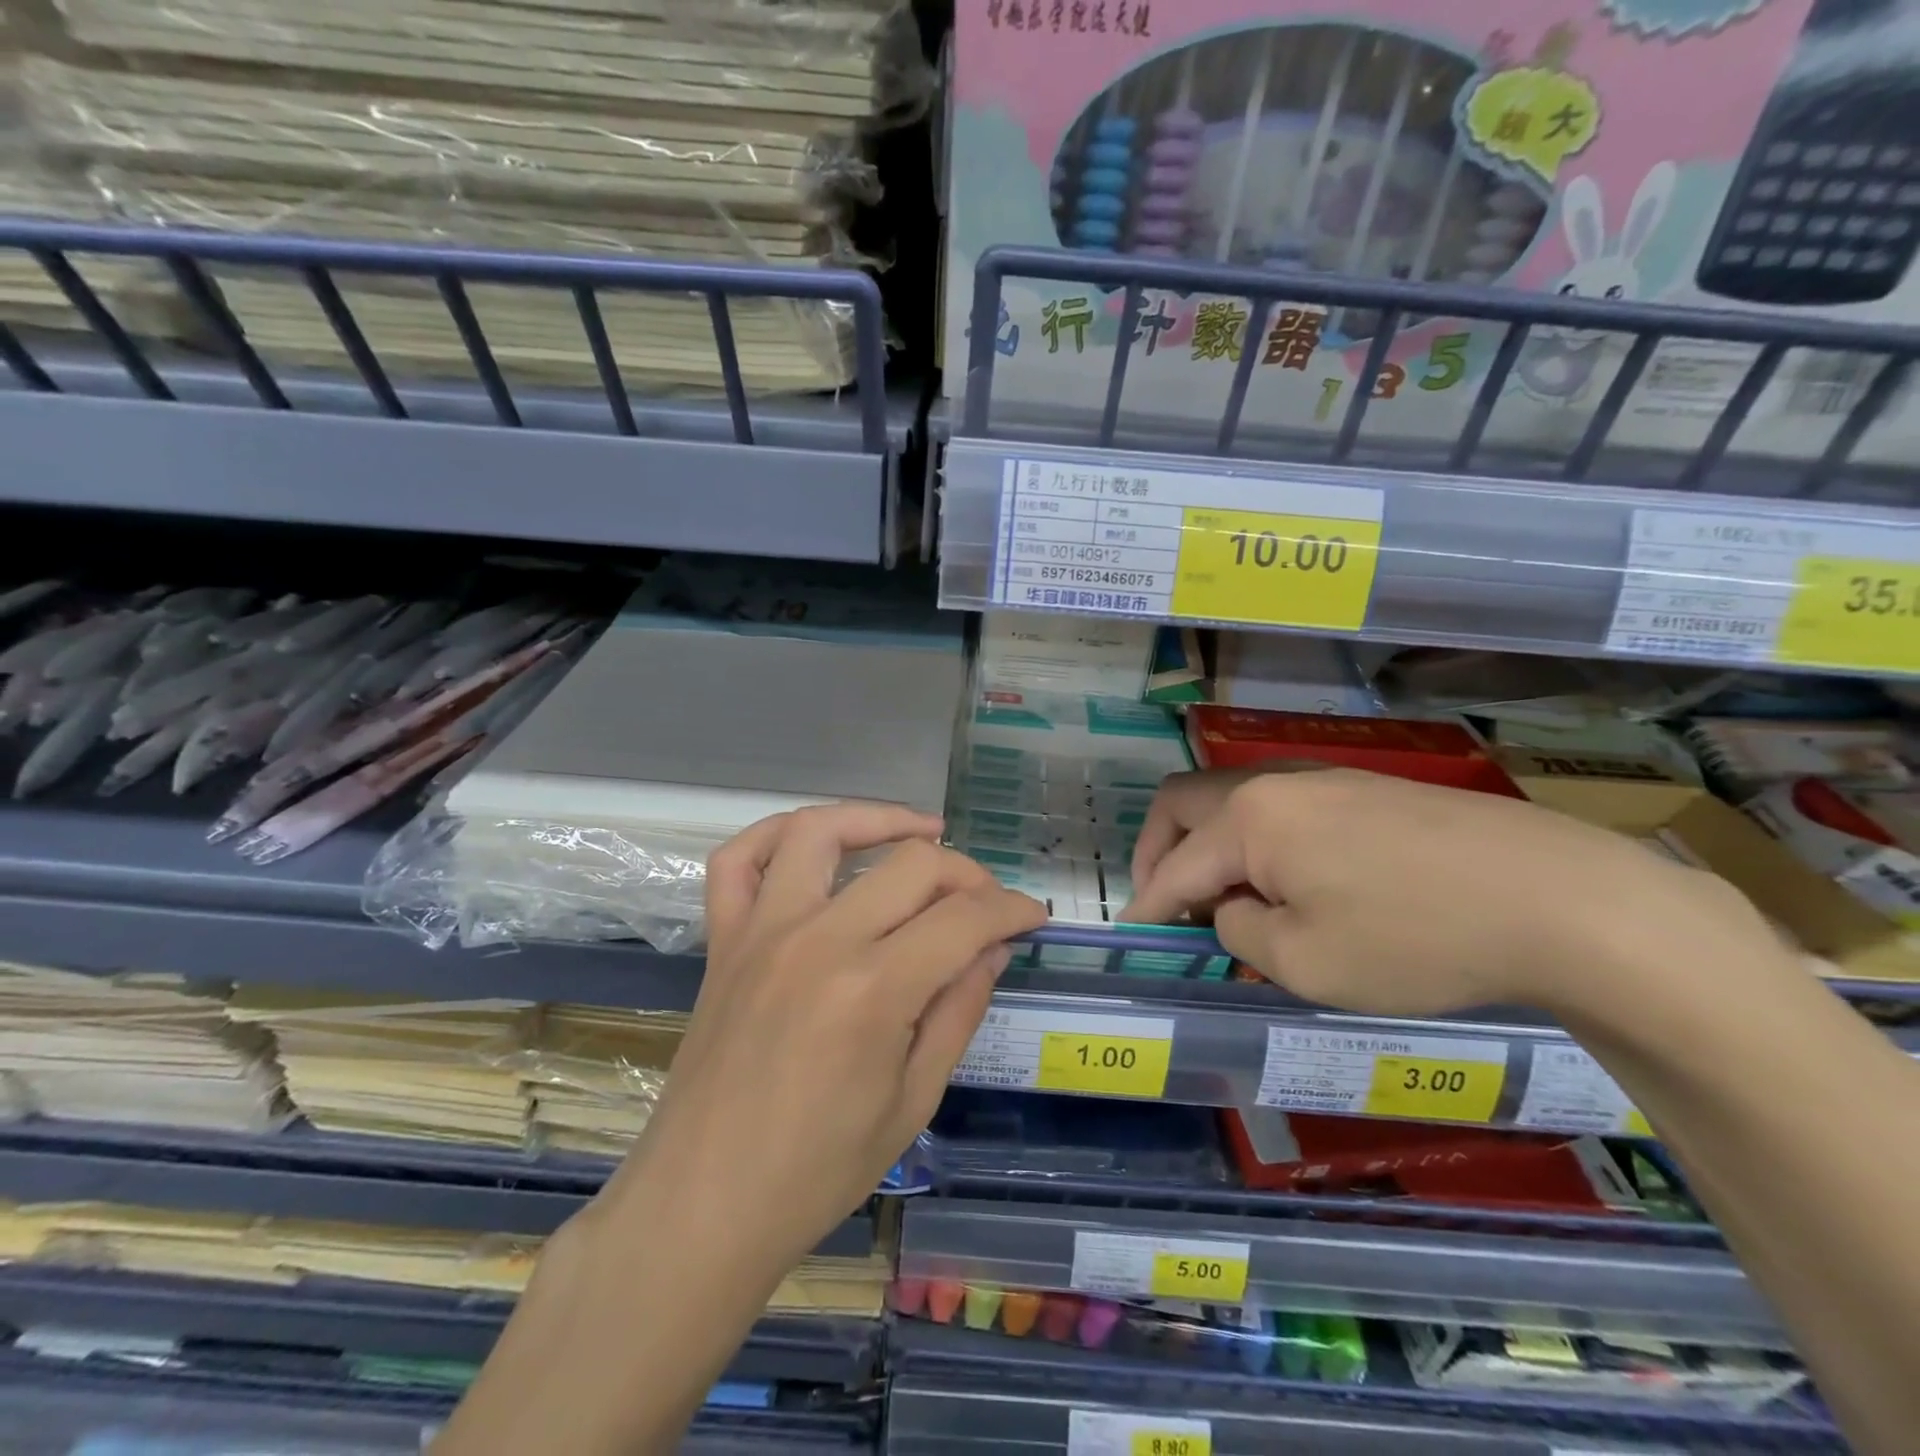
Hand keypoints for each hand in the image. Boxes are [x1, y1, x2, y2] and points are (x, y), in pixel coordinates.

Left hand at [602, 804, 1045, 1272]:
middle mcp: (817, 941)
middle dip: (967, 872)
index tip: (1032, 917)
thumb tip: (992, 948)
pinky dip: (775, 834)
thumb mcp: (912, 1102)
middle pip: (911, 864)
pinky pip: (737, 860)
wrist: (702, 1207)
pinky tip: (816, 841)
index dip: (1011, 909)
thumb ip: (958, 1011)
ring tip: (921, 832)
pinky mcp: (723, 940)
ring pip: (820, 831)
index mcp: (873, 991)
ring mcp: (762, 932)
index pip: (964, 918)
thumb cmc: (817, 1173)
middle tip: (986, 901)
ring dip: (878, 818)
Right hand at [1125, 768, 1769, 1016]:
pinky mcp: (1366, 791)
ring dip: (1211, 848)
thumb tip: (1232, 909)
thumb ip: (1241, 931)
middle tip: (1167, 907)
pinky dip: (1259, 845)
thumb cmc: (1417, 939)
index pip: (1173, 866)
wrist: (1562, 901)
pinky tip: (1293, 887)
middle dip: (1160, 854)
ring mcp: (1325, 780)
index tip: (1130, 938)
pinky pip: (1282, 811)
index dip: (1145, 906)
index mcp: (1250, 819)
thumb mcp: (1306, 962)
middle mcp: (1276, 784)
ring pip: (1234, 804)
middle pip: (1185, 803)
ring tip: (1231, 904)